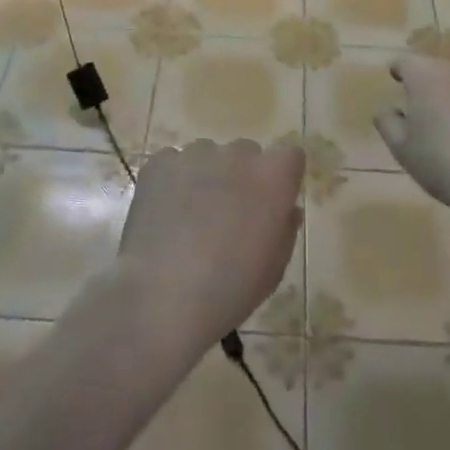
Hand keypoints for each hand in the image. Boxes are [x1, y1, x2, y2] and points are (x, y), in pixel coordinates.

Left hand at [115, 139, 302, 354]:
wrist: (163, 296)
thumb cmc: (231, 288)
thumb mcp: (274, 268)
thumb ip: (285, 229)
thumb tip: (286, 210)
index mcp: (273, 176)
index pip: (289, 156)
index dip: (281, 179)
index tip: (271, 203)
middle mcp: (237, 154)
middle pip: (246, 153)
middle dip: (242, 176)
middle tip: (229, 214)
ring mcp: (195, 154)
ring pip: (208, 156)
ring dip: (207, 176)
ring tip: (191, 217)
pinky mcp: (160, 162)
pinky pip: (173, 163)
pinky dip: (173, 181)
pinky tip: (164, 214)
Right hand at [373, 56, 449, 223]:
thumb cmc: (439, 161)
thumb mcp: (401, 147)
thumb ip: (387, 122)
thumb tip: (387, 109)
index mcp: (423, 76)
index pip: (404, 62)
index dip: (397, 70)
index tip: (393, 80)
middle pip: (432, 68)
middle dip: (421, 81)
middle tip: (413, 102)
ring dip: (444, 92)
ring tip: (438, 117)